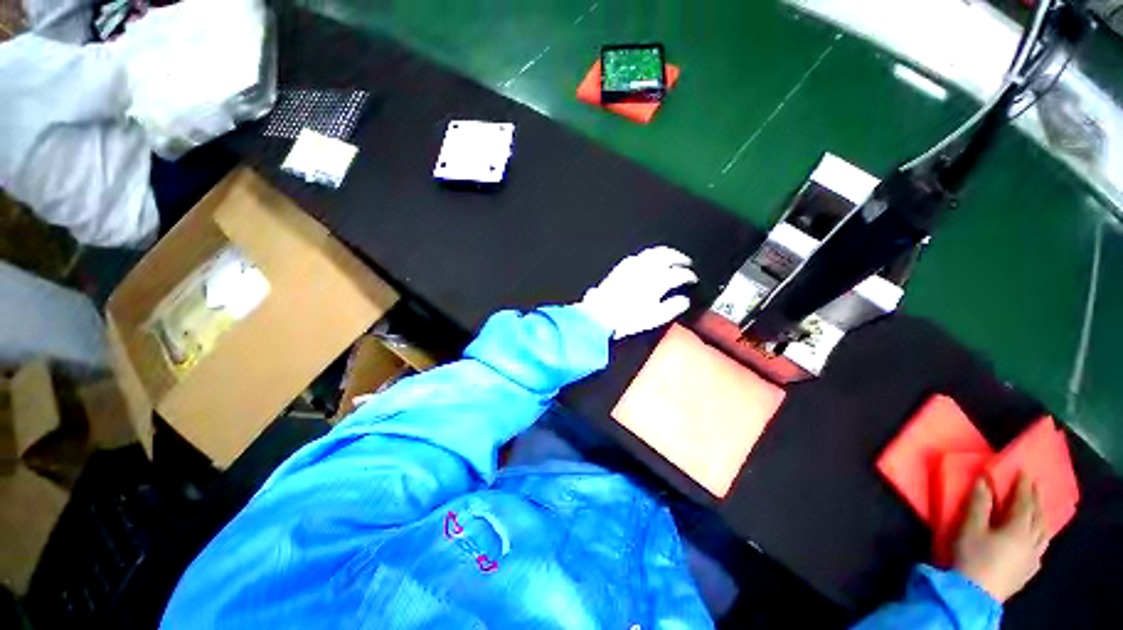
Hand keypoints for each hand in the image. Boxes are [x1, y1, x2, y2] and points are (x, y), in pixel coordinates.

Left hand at [578, 246, 698, 339]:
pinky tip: (649, 259)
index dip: (689, 275)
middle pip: (668, 256)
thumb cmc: (627, 318)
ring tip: (671, 257)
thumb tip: (684, 300)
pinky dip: (649, 254)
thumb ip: (673, 307)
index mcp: (658, 280)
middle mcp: (647, 268)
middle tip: (686, 263)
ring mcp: (633, 265)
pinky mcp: (621, 267)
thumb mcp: (654, 318)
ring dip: (666, 252)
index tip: (693, 279)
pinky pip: (639, 255)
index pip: (679, 273)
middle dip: (680, 258)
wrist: (599, 315)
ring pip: (653, 252)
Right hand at [953, 474, 1048, 602]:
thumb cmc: (973, 555)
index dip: (1024, 486)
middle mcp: (1032, 540)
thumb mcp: (970, 528)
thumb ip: (979, 504)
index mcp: (1018, 528)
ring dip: (1041, 517)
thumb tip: (984, 480)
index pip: (1024, 502)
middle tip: (1033, 485)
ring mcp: (1033, 557)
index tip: (1024, 471)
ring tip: (1039, 509)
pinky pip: (1041, 547)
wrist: (976, 593)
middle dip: (1035, 499)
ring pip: (1044, 533)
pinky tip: (1037, 538)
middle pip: (1038, 516)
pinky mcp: (1030, 569)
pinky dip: (1041, 535)